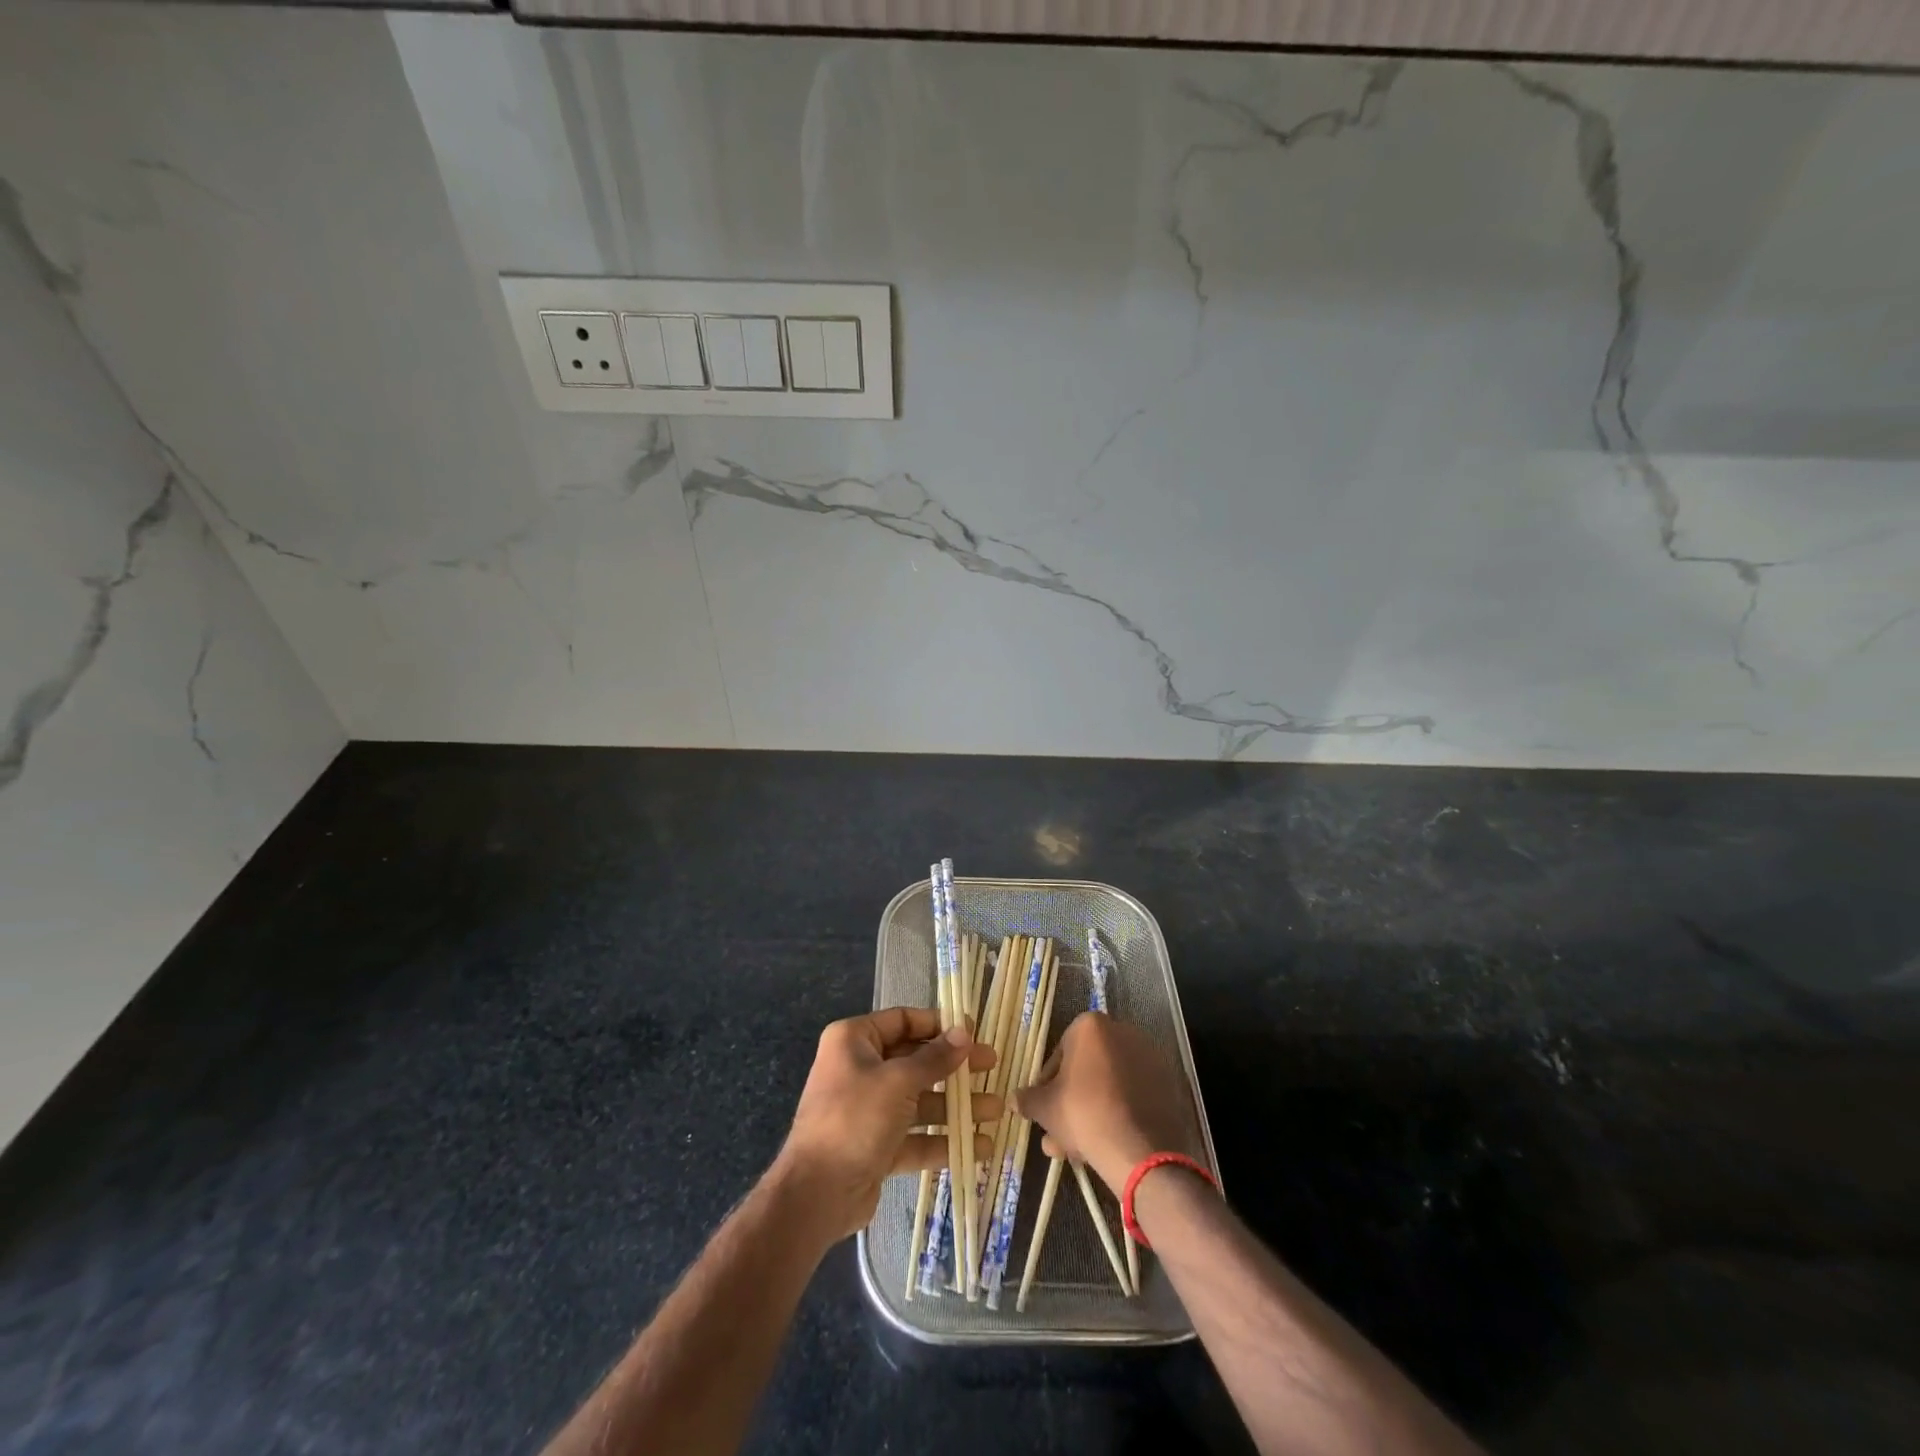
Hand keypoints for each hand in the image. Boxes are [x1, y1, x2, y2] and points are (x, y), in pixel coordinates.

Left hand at [776, 1007, 999, 1241]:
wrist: (815, 1194)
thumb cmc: (854, 1119)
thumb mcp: (898, 1082)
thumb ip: (934, 1059)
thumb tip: (964, 1033)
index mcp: (854, 1040)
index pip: (903, 1020)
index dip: (938, 1024)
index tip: (973, 1031)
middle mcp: (860, 1069)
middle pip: (916, 1060)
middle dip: (954, 1067)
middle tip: (992, 1066)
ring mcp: (869, 1109)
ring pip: (920, 1100)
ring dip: (956, 1107)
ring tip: (996, 1111)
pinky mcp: (877, 1145)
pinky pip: (915, 1135)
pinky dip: (943, 1140)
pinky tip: (978, 1147)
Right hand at [1016, 1012, 1194, 1193]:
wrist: (1139, 1149)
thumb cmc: (1083, 1113)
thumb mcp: (1045, 1108)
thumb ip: (1027, 1099)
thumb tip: (1014, 1099)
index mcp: (1090, 1026)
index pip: (1059, 1054)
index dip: (1048, 1085)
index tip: (1044, 1109)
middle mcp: (1121, 1032)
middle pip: (1086, 1071)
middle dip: (1069, 1104)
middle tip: (1058, 1135)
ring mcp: (1148, 1058)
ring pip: (1108, 1086)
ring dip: (1090, 1113)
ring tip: (1076, 1150)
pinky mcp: (1166, 1084)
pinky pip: (1131, 1096)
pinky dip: (1117, 1114)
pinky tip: (1105, 1144)